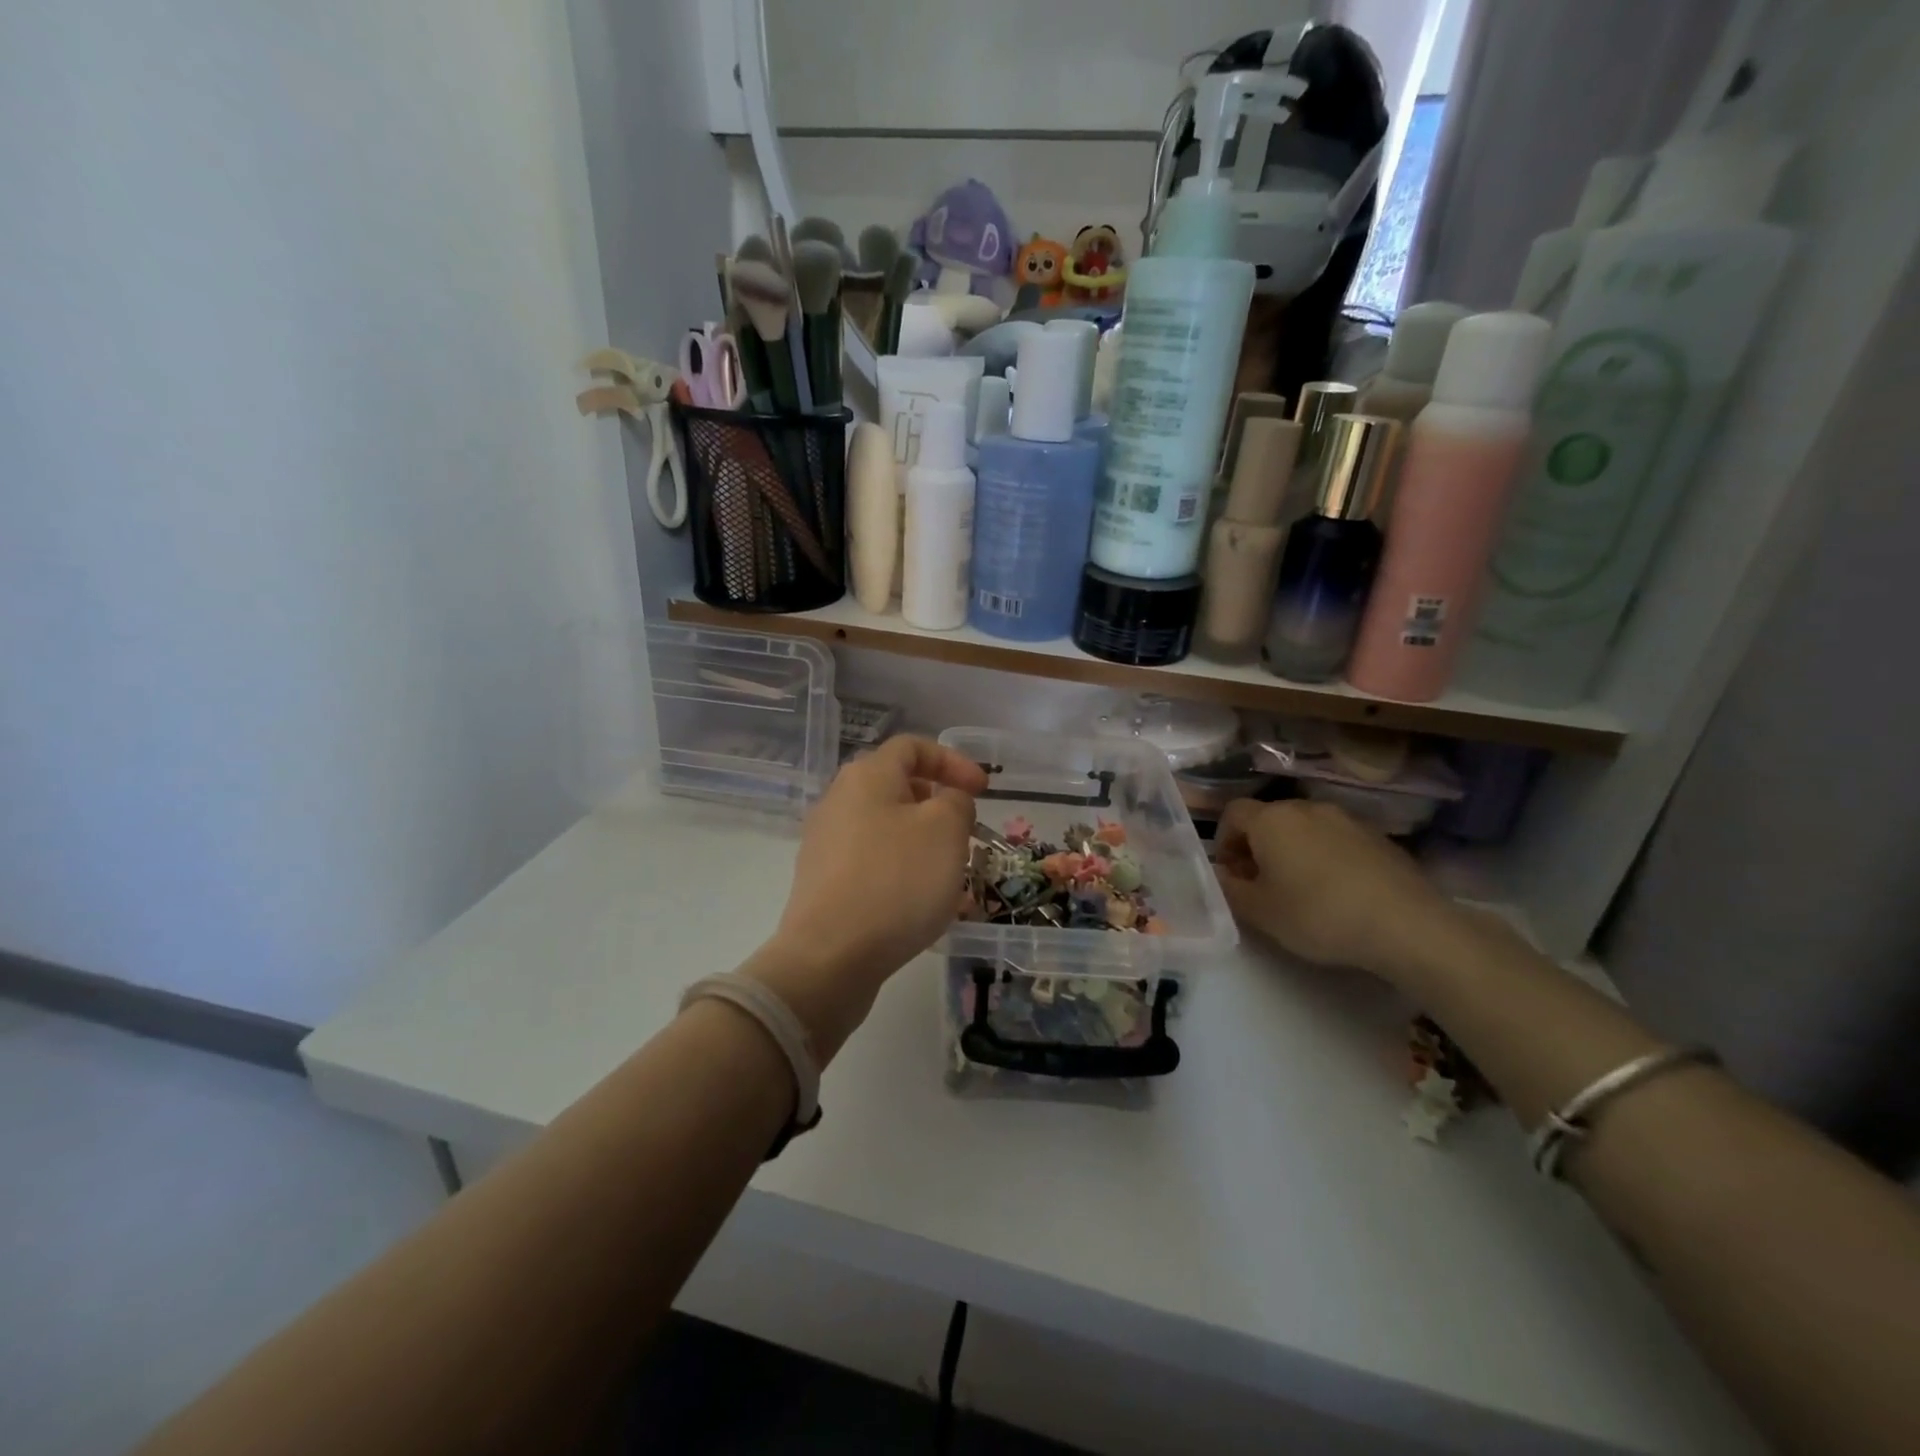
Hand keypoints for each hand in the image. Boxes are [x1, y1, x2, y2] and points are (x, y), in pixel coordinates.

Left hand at [746, 736, 986, 1056]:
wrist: (830, 958)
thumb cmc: (896, 881)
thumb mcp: (946, 830)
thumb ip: (956, 801)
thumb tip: (946, 801)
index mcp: (867, 777)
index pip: (912, 747)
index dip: (952, 761)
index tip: (983, 791)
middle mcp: (839, 801)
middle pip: (897, 788)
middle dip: (939, 806)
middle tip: (965, 834)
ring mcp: (827, 844)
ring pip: (888, 829)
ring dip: (924, 843)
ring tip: (951, 876)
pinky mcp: (824, 882)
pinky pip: (873, 863)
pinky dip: (902, 872)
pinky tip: (922, 905)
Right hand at [1214, 799, 1456, 979]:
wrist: (1405, 925)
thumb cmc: (1318, 915)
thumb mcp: (1259, 912)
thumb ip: (1230, 890)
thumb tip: (1222, 876)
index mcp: (1271, 820)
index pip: (1232, 813)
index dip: (1224, 841)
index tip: (1231, 874)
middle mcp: (1306, 808)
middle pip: (1269, 818)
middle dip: (1258, 846)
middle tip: (1262, 885)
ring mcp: (1347, 819)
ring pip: (1305, 828)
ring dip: (1293, 851)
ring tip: (1301, 890)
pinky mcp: (1379, 837)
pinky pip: (1337, 840)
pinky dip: (1327, 858)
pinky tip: (1338, 893)